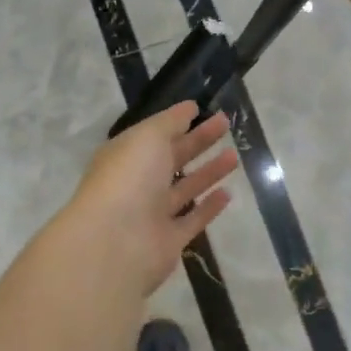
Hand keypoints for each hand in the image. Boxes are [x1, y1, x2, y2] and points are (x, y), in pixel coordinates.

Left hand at [62, 103, 238, 297]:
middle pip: (171, 158)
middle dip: (198, 141)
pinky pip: (192, 220)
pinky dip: (208, 208)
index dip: (176, 121)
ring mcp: (152, 214)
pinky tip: (228, 193)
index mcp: (125, 156)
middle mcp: (137, 183)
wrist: (116, 242)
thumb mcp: (149, 137)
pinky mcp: (169, 241)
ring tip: (234, 156)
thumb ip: (171, 122)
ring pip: (184, 189)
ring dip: (208, 172)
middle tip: (226, 124)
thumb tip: (189, 108)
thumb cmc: (129, 178)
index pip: (153, 135)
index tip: (201, 109)